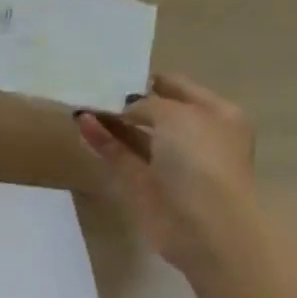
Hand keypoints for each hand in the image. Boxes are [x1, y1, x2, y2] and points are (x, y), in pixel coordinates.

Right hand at [76, 72, 256, 272]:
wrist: (204, 225)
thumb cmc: (201, 161)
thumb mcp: (177, 116)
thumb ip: (147, 105)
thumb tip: (123, 111)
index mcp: (215, 115)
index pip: (179, 88)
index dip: (150, 80)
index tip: (117, 72)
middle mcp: (193, 137)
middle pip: (154, 113)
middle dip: (126, 102)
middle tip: (93, 89)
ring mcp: (167, 164)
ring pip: (133, 137)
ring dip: (109, 122)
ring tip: (80, 105)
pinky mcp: (143, 186)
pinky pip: (119, 158)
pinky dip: (102, 142)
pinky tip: (82, 125)